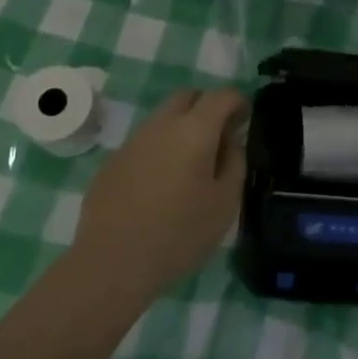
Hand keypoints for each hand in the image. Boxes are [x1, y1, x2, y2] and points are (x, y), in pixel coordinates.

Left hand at [69, 87, 246, 306]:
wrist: (111, 263)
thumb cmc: (179, 234)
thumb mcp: (225, 203)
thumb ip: (234, 163)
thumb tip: (230, 141)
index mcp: (194, 130)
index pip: (222, 95)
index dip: (239, 101)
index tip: (245, 119)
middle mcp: (162, 125)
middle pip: (188, 96)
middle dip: (207, 106)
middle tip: (219, 136)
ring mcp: (133, 141)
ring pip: (163, 118)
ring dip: (181, 128)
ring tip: (190, 164)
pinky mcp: (112, 162)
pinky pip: (144, 142)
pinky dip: (159, 150)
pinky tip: (160, 184)